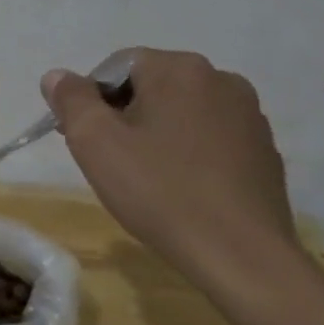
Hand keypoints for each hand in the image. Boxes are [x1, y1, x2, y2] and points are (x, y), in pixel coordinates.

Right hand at [42, 49, 294, 278]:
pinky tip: (182, 189)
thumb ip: (70, 98)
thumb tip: (58, 76)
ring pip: (180, 112)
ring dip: (156, 134)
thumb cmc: (160, 191)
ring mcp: (250, 116)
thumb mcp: (94, 141)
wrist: (243, 258)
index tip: (87, 140)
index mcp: (179, 68)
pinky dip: (188, 154)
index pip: (115, 66)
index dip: (91, 100)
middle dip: (123, 116)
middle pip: (150, 86)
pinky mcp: (265, 152)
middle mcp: (221, 79)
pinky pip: (209, 139)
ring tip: (147, 178)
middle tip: (111, 160)